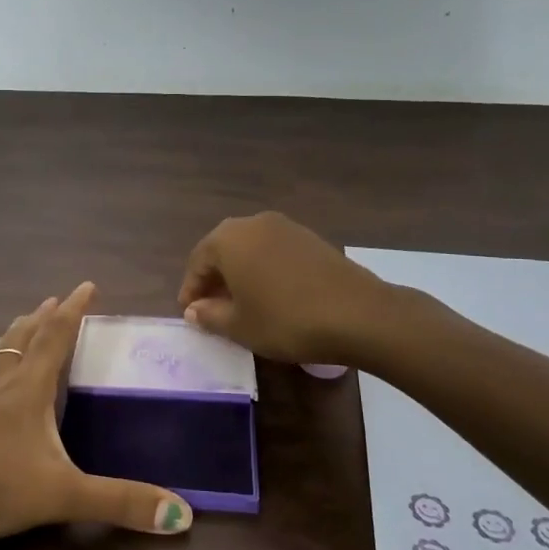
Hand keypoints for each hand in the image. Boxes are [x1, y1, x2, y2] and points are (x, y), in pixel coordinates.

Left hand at [0, 283, 193, 538]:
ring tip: (23, 315)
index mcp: (30, 390)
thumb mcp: (62, 496)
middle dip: (45, 318)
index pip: (57, 339)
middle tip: (56, 298)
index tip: (87, 285)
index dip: (75, 312)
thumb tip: (183, 516)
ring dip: (13, 332)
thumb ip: (120, 504)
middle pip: (26, 339)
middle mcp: (0, 383)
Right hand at [177, 212, 391, 363]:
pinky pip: (274, 251)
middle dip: (214, 278)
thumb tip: (194, 309)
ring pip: (250, 249)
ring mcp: (285, 226)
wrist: (358, 314)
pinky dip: (265, 269)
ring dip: (240, 273)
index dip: (191, 290)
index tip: (190, 315)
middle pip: (223, 250)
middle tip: (212, 308)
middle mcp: (253, 223)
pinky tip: (272, 295)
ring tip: (242, 304)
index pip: (197, 262)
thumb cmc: (286, 320)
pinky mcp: (310, 237)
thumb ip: (210, 315)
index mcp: (228, 239)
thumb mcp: (239, 326)